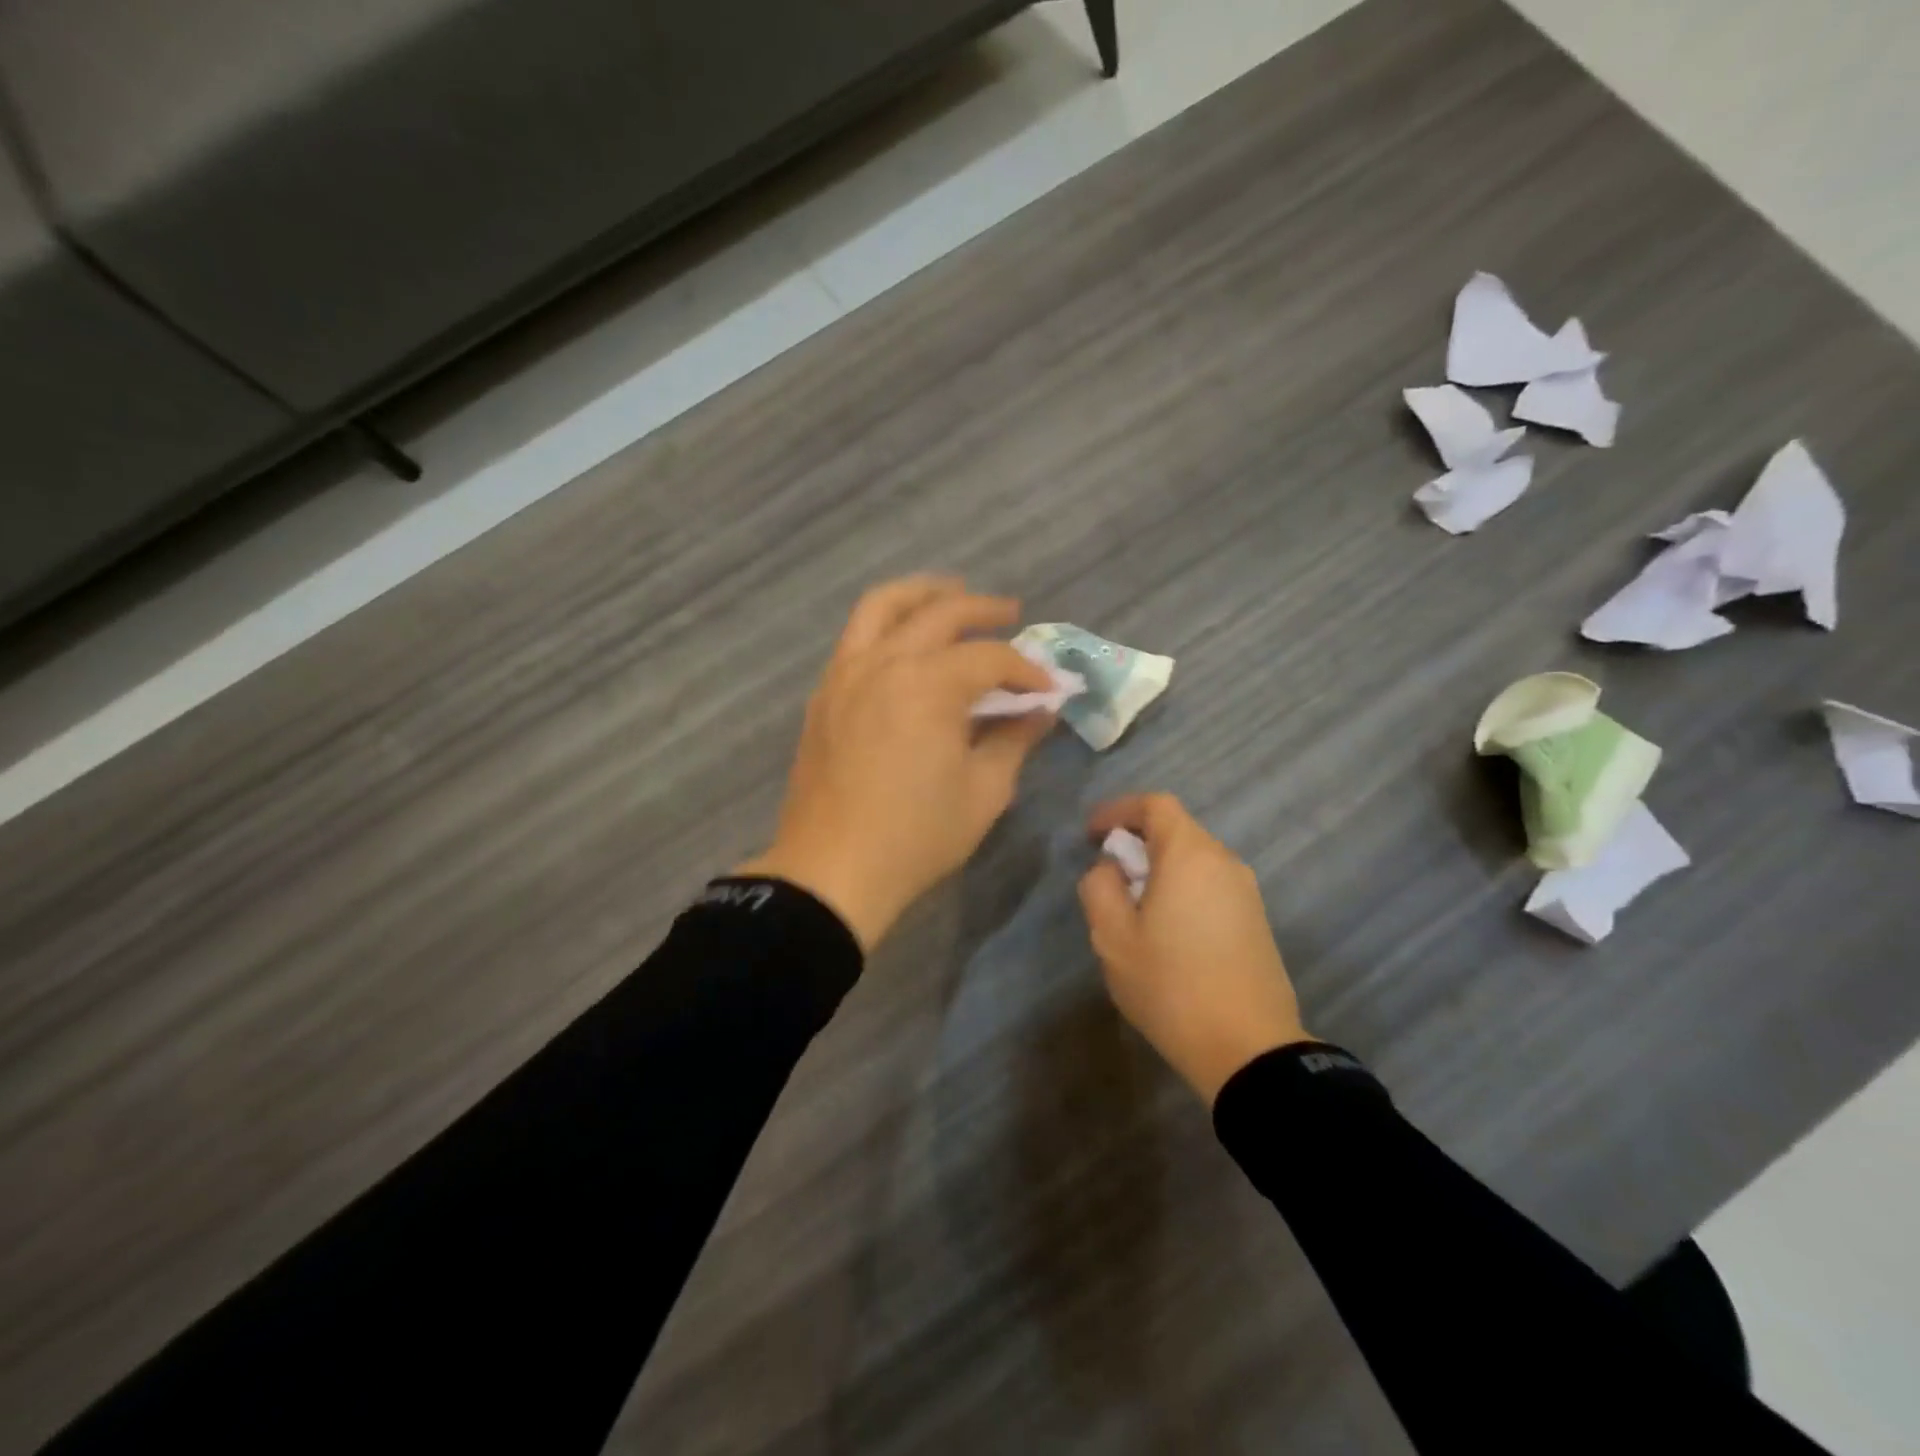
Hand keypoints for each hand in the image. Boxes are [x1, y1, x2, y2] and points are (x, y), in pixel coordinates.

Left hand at [738, 576, 1057, 950]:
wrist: (832, 871)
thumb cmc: (916, 836)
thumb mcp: (984, 792)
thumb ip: (1014, 740)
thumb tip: (1039, 711)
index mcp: (928, 685)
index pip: (990, 658)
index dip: (1027, 669)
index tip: (1048, 688)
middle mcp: (883, 663)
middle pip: (938, 612)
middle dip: (982, 610)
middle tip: (1011, 614)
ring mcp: (845, 674)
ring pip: (881, 607)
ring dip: (922, 594)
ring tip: (951, 596)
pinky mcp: (824, 695)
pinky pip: (855, 639)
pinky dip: (887, 626)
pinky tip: (905, 646)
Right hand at [1078, 794, 1310, 1102]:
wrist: (1248, 1049)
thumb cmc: (1171, 985)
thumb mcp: (1113, 937)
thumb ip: (1100, 888)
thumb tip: (1110, 868)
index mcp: (1190, 855)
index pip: (1155, 805)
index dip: (1119, 810)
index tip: (1092, 835)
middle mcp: (1224, 862)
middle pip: (1177, 830)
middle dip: (1137, 842)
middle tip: (1108, 874)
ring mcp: (1246, 892)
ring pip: (1195, 860)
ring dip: (1160, 868)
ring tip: (1134, 907)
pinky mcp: (1256, 920)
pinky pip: (1211, 885)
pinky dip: (1183, 888)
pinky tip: (1167, 930)